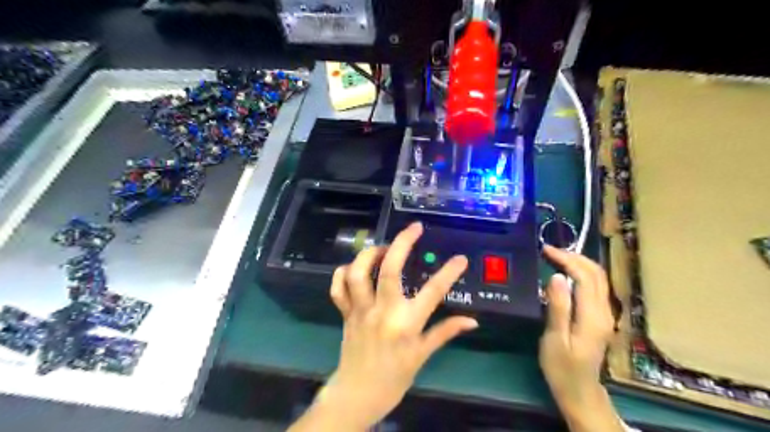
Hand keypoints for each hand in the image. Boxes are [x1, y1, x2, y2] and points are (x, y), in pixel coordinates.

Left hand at [296, 222, 479, 429]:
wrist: (358, 394)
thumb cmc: (395, 377)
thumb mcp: (422, 356)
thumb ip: (445, 332)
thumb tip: (472, 321)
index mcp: (406, 324)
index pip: (433, 292)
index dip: (449, 272)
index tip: (460, 258)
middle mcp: (383, 311)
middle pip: (390, 270)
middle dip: (402, 243)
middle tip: (414, 228)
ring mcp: (360, 310)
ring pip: (358, 273)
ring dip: (370, 254)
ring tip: (383, 249)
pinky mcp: (345, 312)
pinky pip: (338, 287)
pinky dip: (343, 273)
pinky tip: (354, 268)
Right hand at [536, 246, 621, 431]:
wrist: (579, 391)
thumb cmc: (562, 367)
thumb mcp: (555, 338)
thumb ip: (558, 307)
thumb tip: (556, 276)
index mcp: (592, 316)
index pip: (584, 276)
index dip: (566, 259)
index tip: (545, 250)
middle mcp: (604, 311)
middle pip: (596, 273)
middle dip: (574, 256)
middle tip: (550, 250)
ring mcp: (605, 314)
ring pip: (599, 278)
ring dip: (579, 263)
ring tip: (556, 256)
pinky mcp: (600, 317)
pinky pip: (595, 286)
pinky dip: (582, 273)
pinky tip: (567, 273)